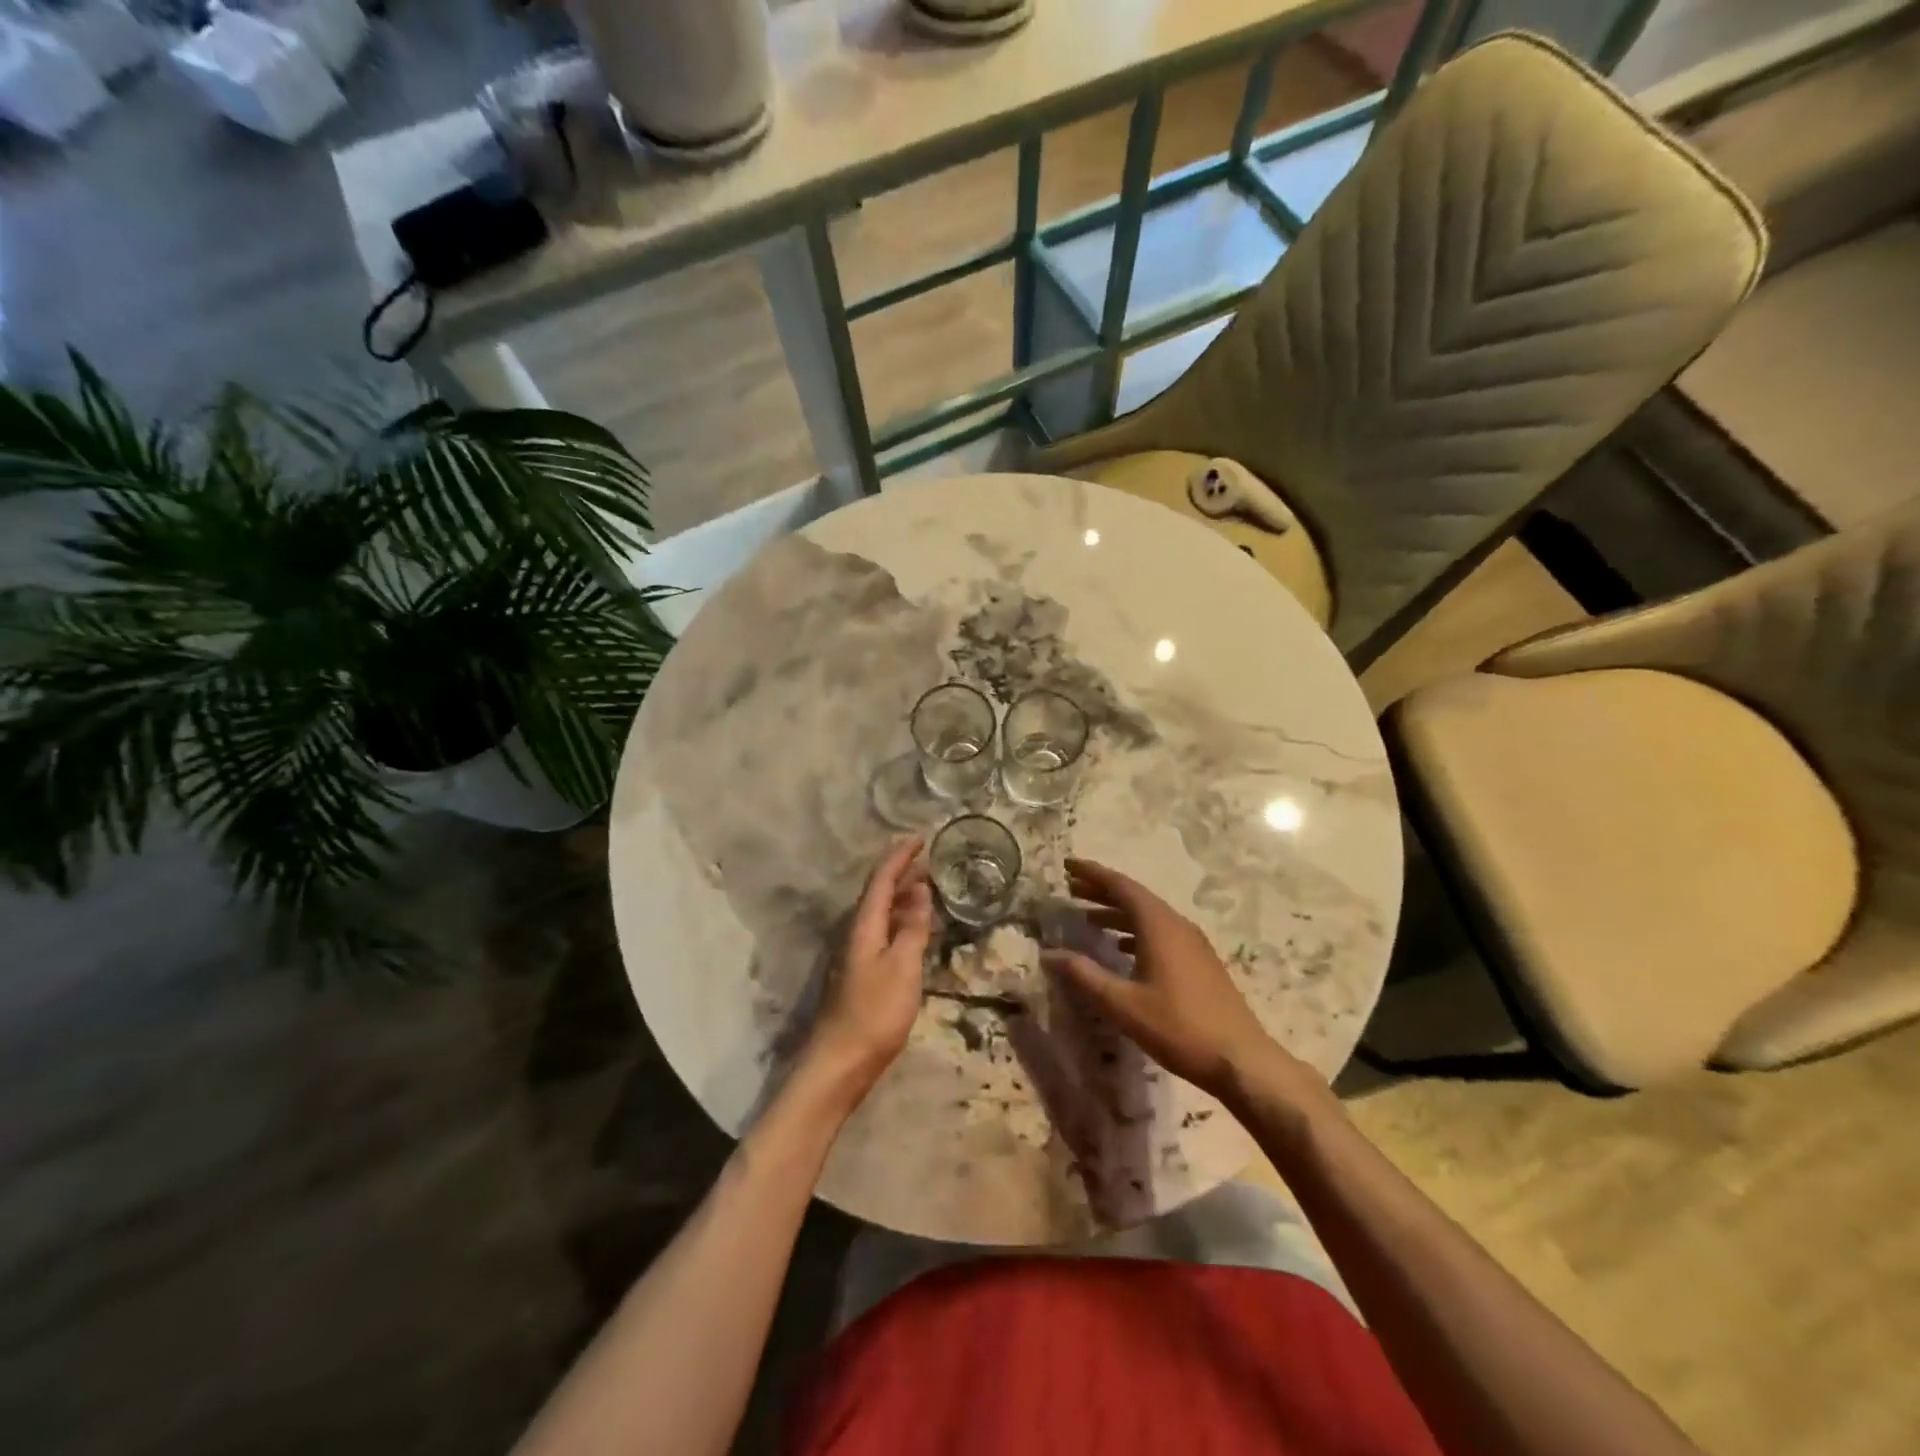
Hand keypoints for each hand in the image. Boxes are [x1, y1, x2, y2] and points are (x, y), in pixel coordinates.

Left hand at [803, 835, 934, 1103]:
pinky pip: (885, 931)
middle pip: (879, 892)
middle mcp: (857, 933)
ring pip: (882, 912)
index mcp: (864, 926)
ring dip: (903, 894)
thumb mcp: (902, 967)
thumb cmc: (875, 1012)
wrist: (841, 1063)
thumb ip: (912, 928)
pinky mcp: (864, 974)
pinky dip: (902, 919)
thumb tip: (921, 890)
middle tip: (930, 857)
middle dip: (902, 871)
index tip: (921, 836)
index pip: (881, 879)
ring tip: (927, 884)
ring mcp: (858, 954)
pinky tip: (915, 927)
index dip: (900, 856)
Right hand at [1042, 857, 1302, 1101]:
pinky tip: (1122, 949)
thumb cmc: (1178, 1027)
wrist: (1241, 1059)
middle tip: (1071, 888)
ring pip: (1149, 916)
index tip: (1068, 864)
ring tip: (1088, 918)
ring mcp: (1192, 943)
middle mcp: (1177, 925)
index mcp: (1159, 926)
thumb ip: (1085, 975)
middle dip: (1102, 890)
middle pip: (1135, 897)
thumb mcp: (1123, 1004)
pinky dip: (1135, 931)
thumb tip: (1049, 954)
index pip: (1121, 886)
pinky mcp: (1200, 962)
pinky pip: (1161, 932)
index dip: (1093, 873)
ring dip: (1118, 912)